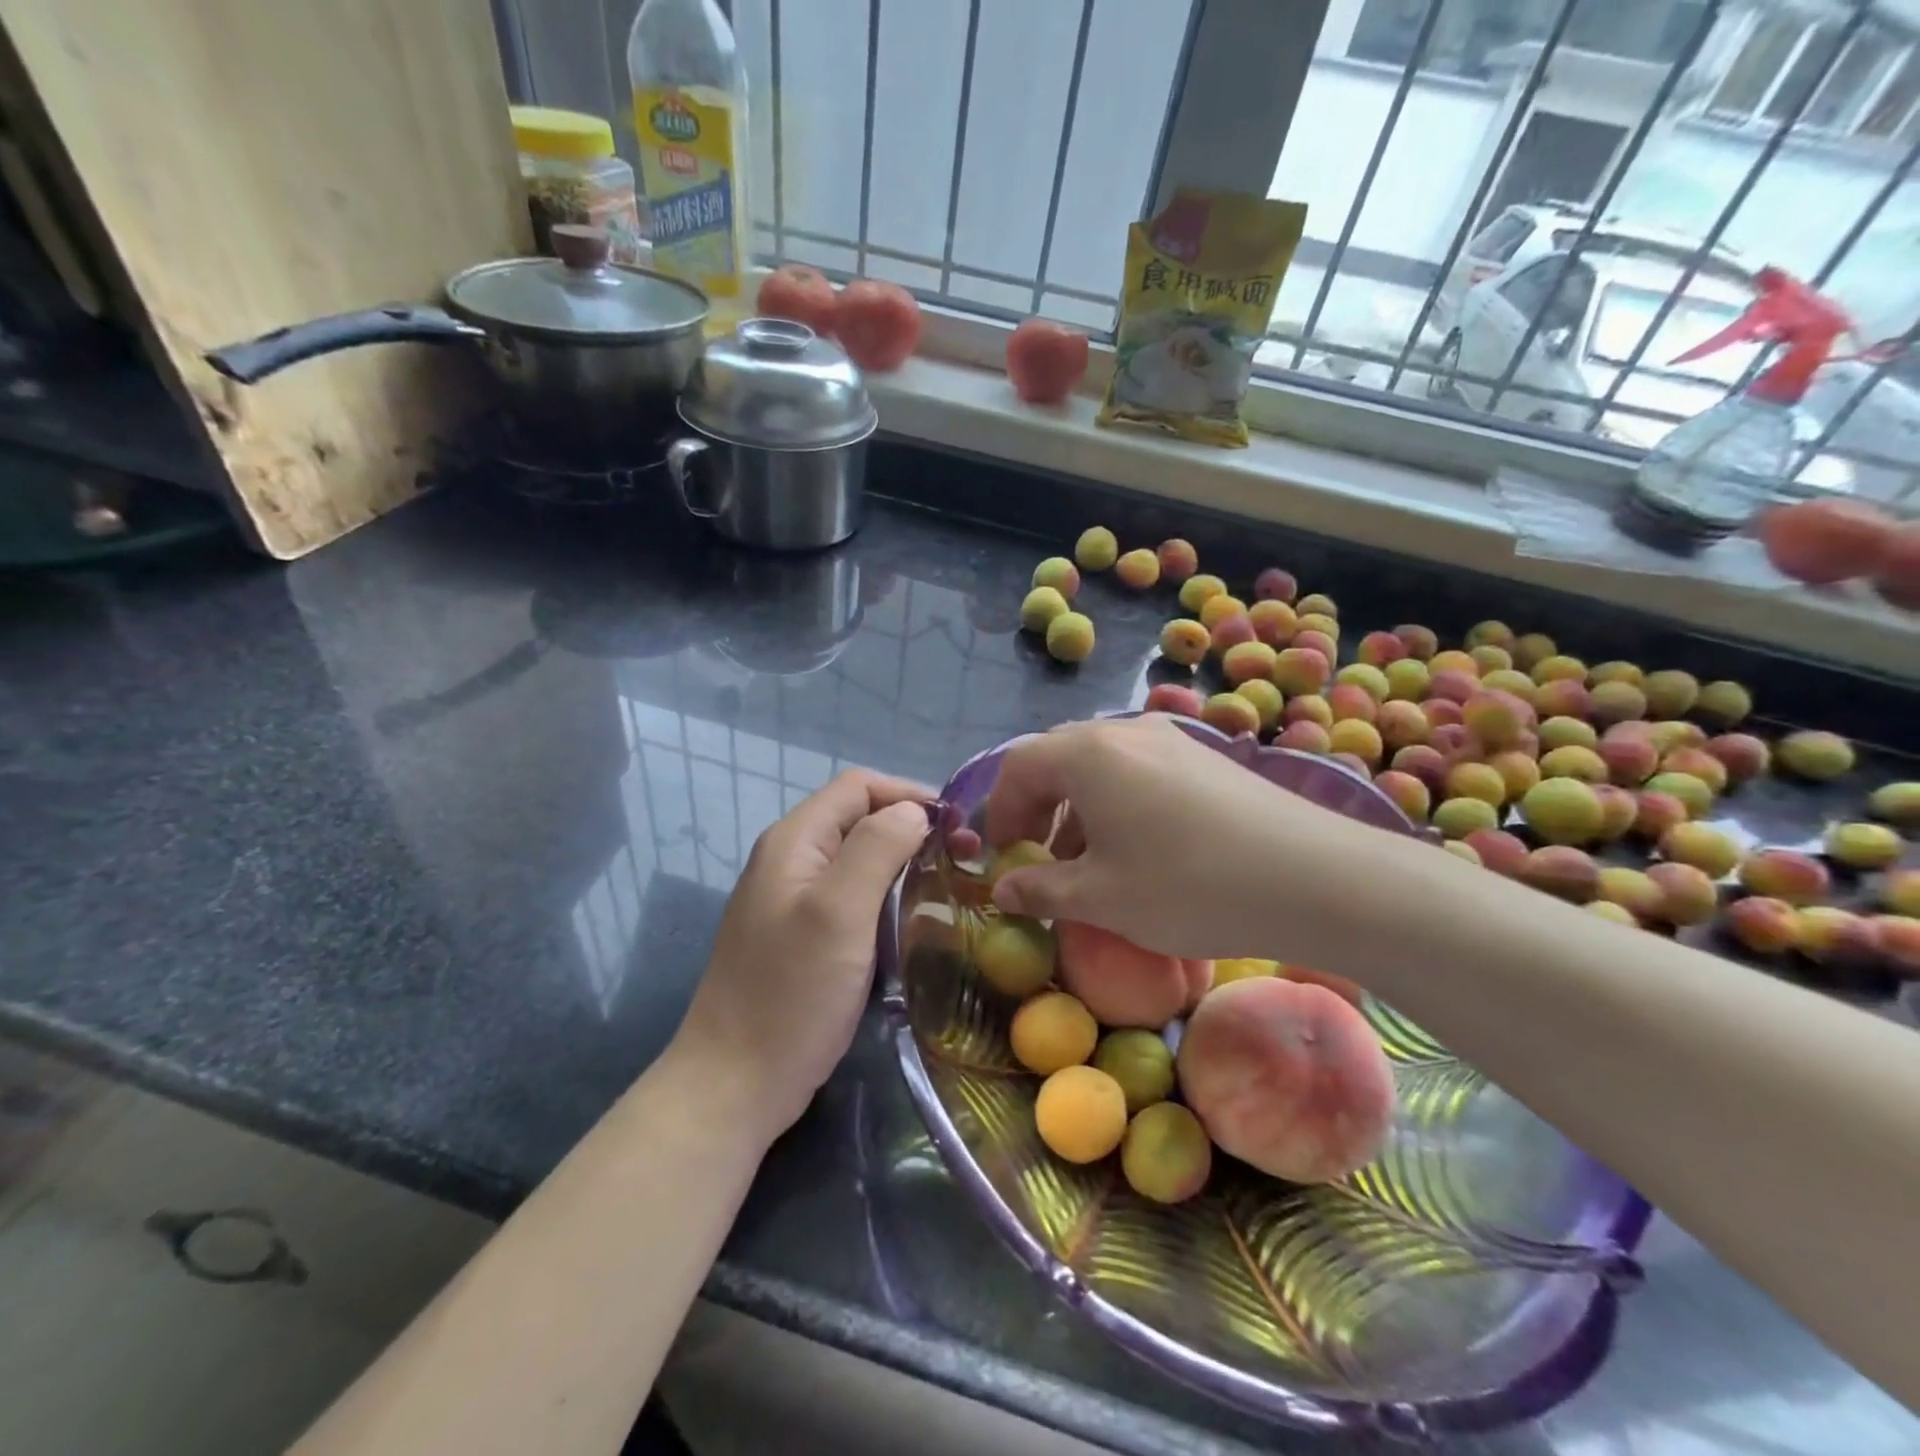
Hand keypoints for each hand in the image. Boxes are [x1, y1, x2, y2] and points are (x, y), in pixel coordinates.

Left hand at [673, 769, 930, 1143]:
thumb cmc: (791, 995)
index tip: (958, 825)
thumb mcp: (839, 912)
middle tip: (963, 857)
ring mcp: (793, 899)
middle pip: (859, 818)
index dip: (909, 794)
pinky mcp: (802, 935)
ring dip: (903, 861)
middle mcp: (790, 859)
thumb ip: (876, 848)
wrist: (735, 1085)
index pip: (858, 787)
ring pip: (858, 858)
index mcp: (794, 841)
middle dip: (912, 827)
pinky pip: (851, 895)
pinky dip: (886, 894)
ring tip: (948, 884)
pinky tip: (912, 919)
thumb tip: (913, 811)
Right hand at [985, 715, 1384, 962]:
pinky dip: (1116, 802)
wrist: (1315, 877)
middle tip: (1036, 858)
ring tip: (1087, 861)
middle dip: (1035, 808)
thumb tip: (1002, 890)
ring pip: (1099, 764)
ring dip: (1076, 807)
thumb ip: (1040, 890)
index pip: (1017, 767)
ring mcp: (1171, 737)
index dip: (998, 813)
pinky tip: (1138, 849)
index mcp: (1086, 753)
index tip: (1001, 859)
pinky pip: (1138, 769)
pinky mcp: (1205, 756)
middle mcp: (1124, 730)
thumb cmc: (1188, 886)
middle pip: (1057, 758)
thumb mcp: (1101, 898)